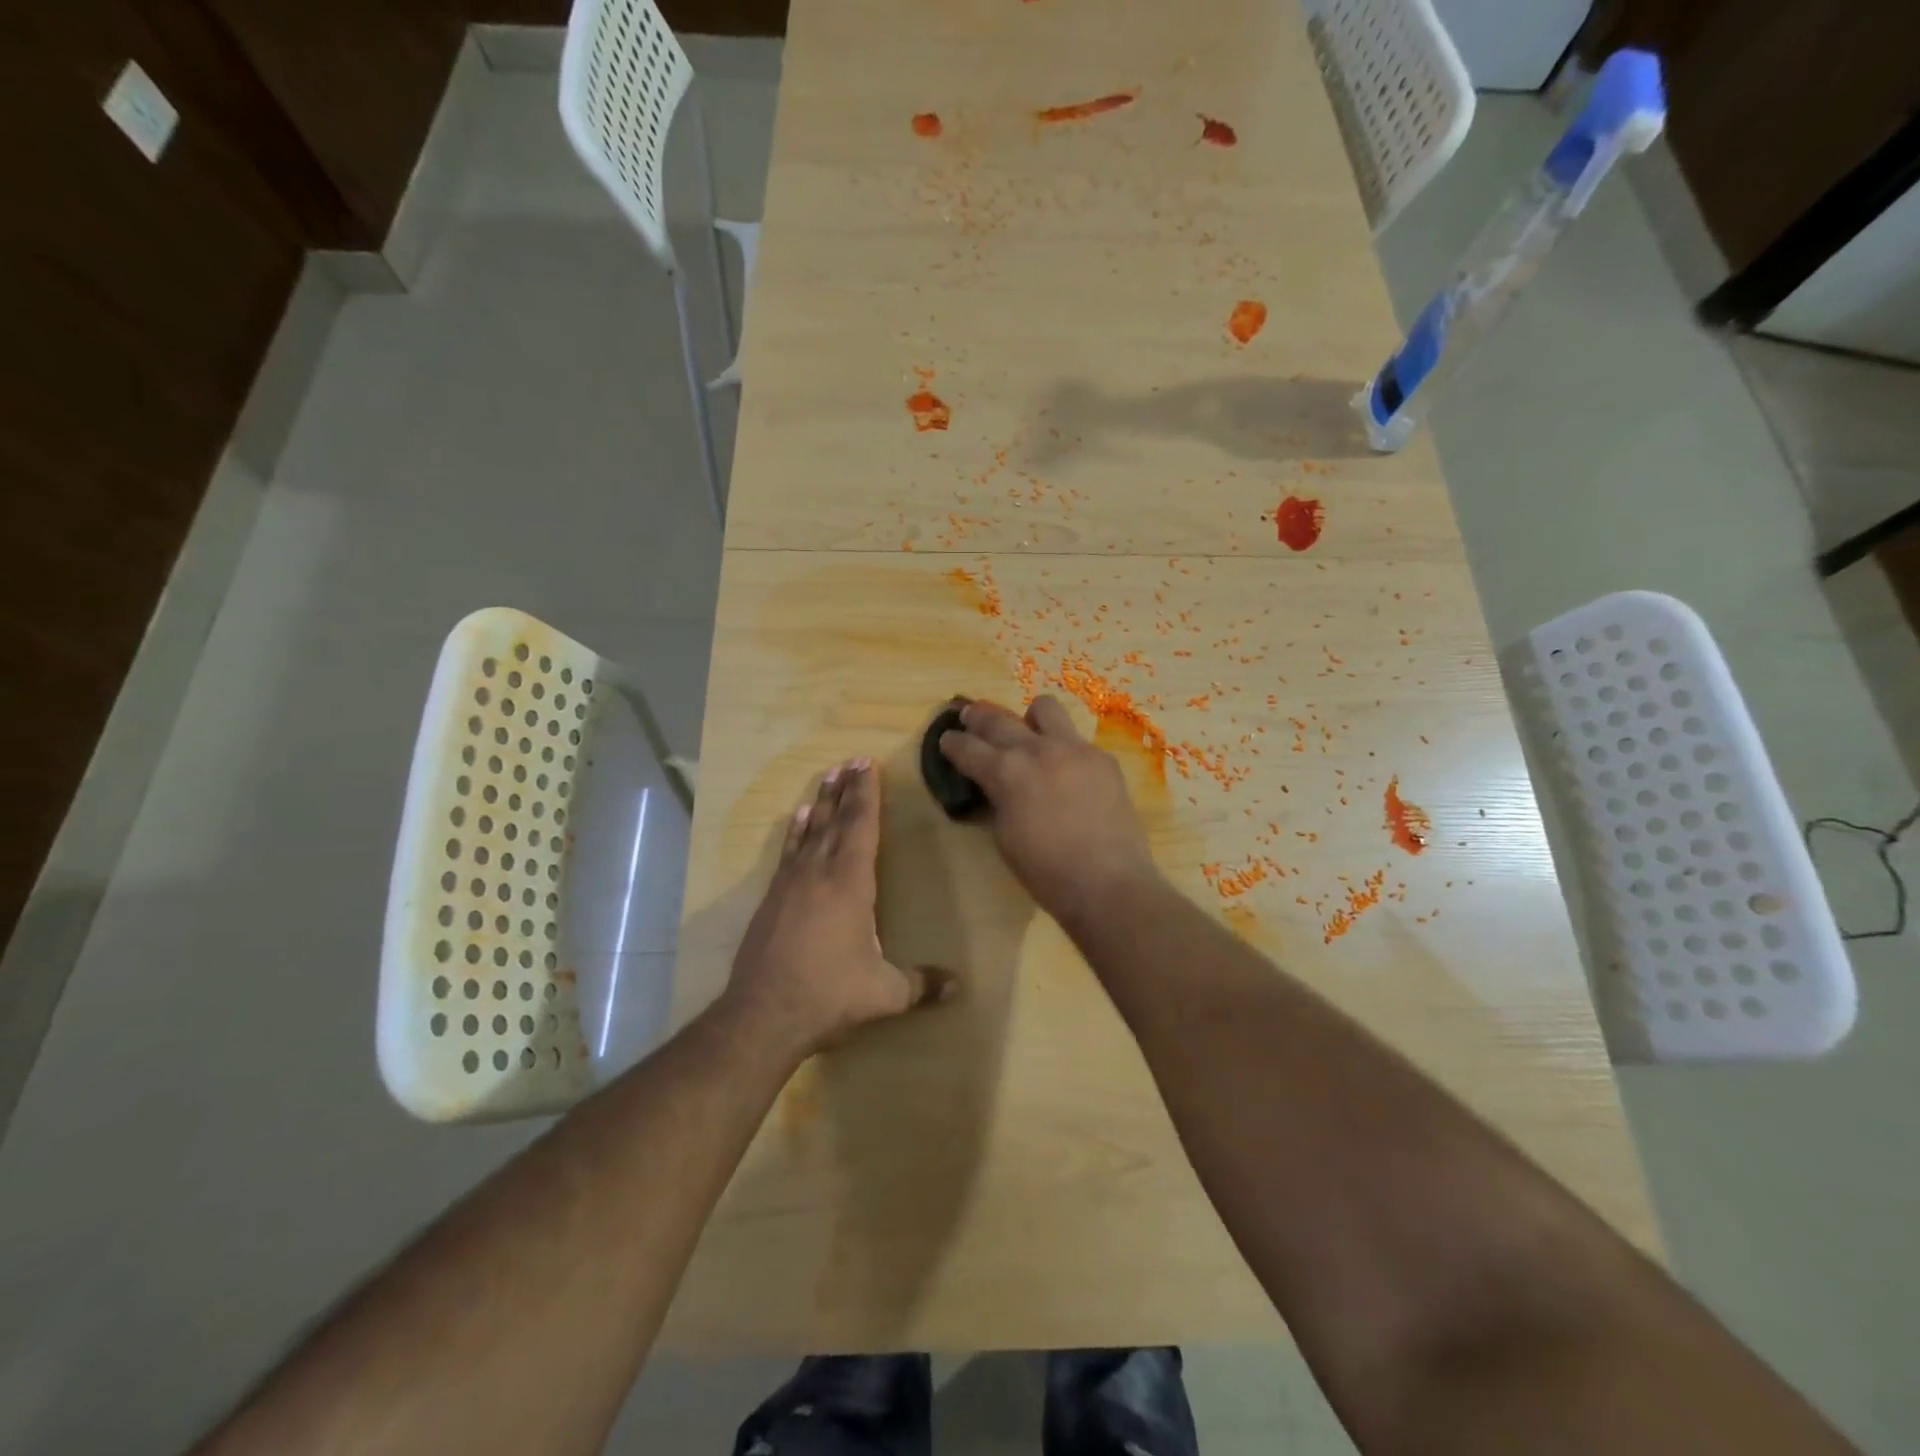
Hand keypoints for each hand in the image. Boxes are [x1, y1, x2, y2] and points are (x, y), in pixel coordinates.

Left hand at [724, 757, 953, 1060]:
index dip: (866, 795)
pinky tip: (797, 818)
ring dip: (820, 802)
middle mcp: (819, 873)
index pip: (861, 827)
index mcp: (850, 884)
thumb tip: (959, 985)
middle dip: (846, 789)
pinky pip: (788, 852)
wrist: (763, 1015)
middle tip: (851, 760)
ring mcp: (791, 884)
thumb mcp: (885, 993)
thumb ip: (922, 984)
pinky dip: (795, 831)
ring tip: (828, 776)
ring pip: (809, 831)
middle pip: (835, 820)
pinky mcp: (772, 898)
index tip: (867, 765)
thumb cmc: (829, 995)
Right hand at [939, 697, 1161, 925]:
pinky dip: (1064, 750)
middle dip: (978, 717)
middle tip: (970, 717)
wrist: (1108, 884)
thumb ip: (996, 799)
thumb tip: (995, 784)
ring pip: (1044, 708)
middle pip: (998, 719)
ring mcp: (1075, 748)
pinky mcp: (1103, 758)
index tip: (946, 739)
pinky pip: (1076, 740)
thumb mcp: (1004, 836)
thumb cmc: (1046, 871)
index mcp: (1007, 772)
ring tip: (1029, 736)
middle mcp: (1038, 750)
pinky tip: (1068, 774)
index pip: (968, 747)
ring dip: (1029, 719)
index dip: (952, 743)